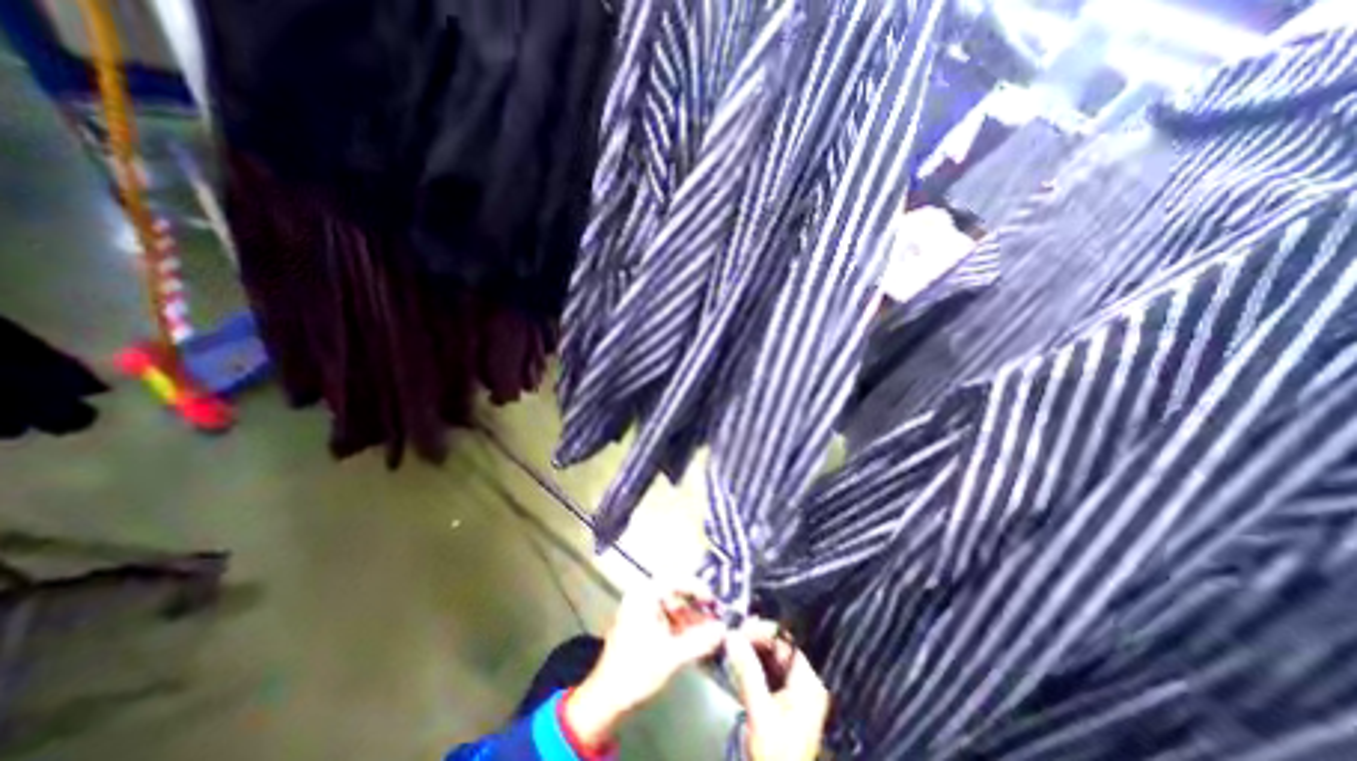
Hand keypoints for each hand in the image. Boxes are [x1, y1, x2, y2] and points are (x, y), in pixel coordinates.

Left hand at [564, 581, 726, 747]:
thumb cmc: (635, 671)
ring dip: (691, 620)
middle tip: (715, 620)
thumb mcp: (670, 656)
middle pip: (675, 594)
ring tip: (709, 635)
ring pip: (672, 608)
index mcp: (644, 596)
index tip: (713, 601)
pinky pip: (666, 620)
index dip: (697, 588)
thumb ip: (699, 641)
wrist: (606, 700)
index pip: (675, 580)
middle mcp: (641, 598)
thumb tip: (723, 629)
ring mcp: (640, 612)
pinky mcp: (641, 627)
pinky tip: (695, 642)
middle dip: (696, 608)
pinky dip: (681, 629)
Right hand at [725, 619, 833, 760]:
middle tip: (732, 636)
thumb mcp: (760, 714)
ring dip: (751, 648)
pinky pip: (767, 669)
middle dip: (756, 638)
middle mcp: (805, 681)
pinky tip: (736, 660)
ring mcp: (795, 690)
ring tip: (731, 645)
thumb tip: (732, 635)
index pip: (788, 640)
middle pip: (780, 646)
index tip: (741, 628)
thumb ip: (747, 671)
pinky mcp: (782, 698)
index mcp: (809, 682)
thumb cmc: (775, 756)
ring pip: (772, 656)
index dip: (765, 629)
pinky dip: (752, 662)